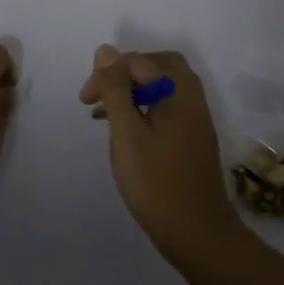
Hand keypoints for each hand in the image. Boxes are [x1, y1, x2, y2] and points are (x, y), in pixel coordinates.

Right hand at [82, 45, 242, 262]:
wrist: (198, 234)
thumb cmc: (157, 182)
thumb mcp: (127, 133)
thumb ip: (116, 89)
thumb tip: (106, 50)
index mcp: (178, 90)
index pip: (138, 61)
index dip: (107, 73)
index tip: (86, 100)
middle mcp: (192, 97)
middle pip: (157, 65)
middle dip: (124, 73)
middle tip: (100, 95)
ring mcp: (196, 118)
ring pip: (162, 86)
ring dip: (134, 91)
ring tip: (107, 113)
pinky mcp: (194, 137)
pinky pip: (168, 105)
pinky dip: (145, 107)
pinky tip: (128, 131)